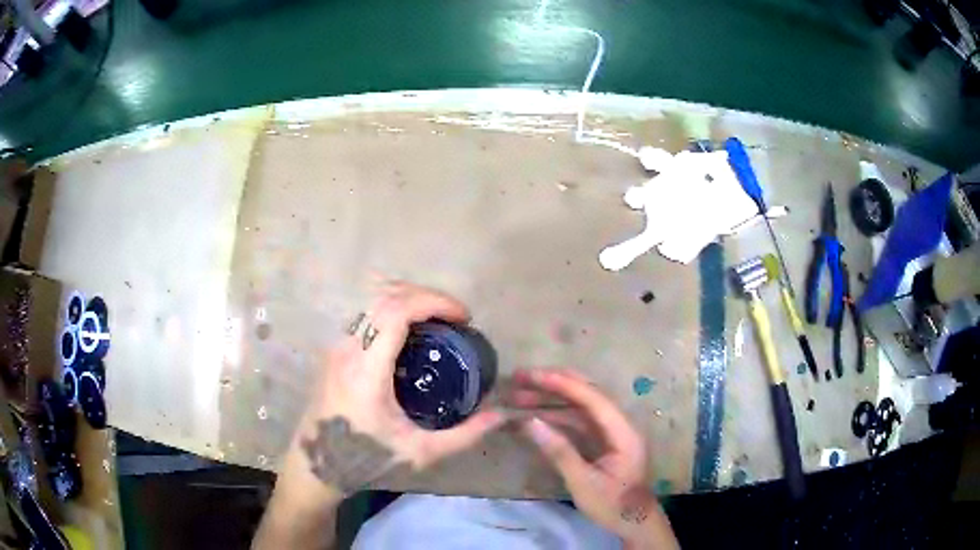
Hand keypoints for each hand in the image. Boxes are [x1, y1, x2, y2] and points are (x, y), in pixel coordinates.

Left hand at [286, 282, 504, 495]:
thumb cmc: (366, 459)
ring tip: (436, 319)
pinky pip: (365, 313)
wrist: (317, 465)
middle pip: (385, 296)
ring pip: (371, 300)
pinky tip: (410, 331)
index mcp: (367, 371)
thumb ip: (463, 436)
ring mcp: (337, 346)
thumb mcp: (420, 453)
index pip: (395, 312)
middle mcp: (348, 349)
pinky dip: (392, 308)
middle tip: (455, 315)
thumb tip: (499, 415)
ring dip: (407, 298)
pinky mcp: (334, 350)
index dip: (433, 302)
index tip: (463, 316)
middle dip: (425, 295)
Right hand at [510, 368, 676, 547]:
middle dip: (554, 384)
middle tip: (521, 378)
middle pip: (587, 394)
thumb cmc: (612, 505)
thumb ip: (559, 451)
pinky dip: (558, 416)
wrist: (634, 523)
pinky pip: (579, 421)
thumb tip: (530, 422)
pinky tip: (537, 417)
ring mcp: (612, 432)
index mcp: (623, 431)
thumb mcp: (583, 482)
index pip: (592, 398)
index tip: (532, 376)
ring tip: (520, 397)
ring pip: (581, 407)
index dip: (562, 384)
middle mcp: (620, 424)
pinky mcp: (604, 441)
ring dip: (552, 400)